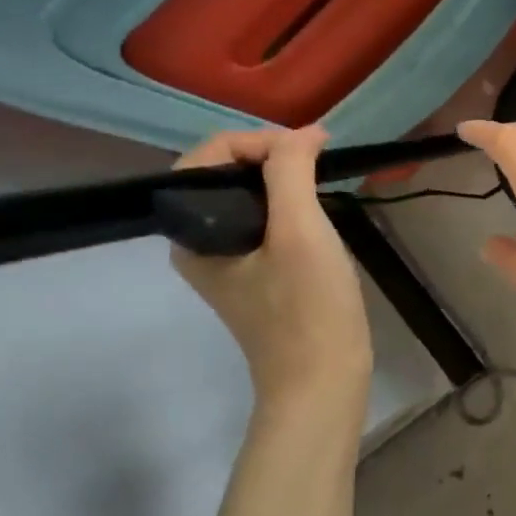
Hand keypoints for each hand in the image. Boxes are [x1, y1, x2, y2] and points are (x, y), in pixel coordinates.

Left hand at [171, 127, 372, 415]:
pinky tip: (318, 211)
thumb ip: (290, 171)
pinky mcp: (255, 274)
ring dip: (284, 180)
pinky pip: (264, 221)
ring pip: (248, 197)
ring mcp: (227, 260)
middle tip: (316, 160)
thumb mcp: (300, 230)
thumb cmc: (308, 308)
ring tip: (320, 179)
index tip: (307, 150)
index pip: (208, 158)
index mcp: (192, 233)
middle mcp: (199, 242)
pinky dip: (291, 205)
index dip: (256, 141)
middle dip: (271, 157)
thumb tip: (303, 135)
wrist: (323, 380)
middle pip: (225, 174)